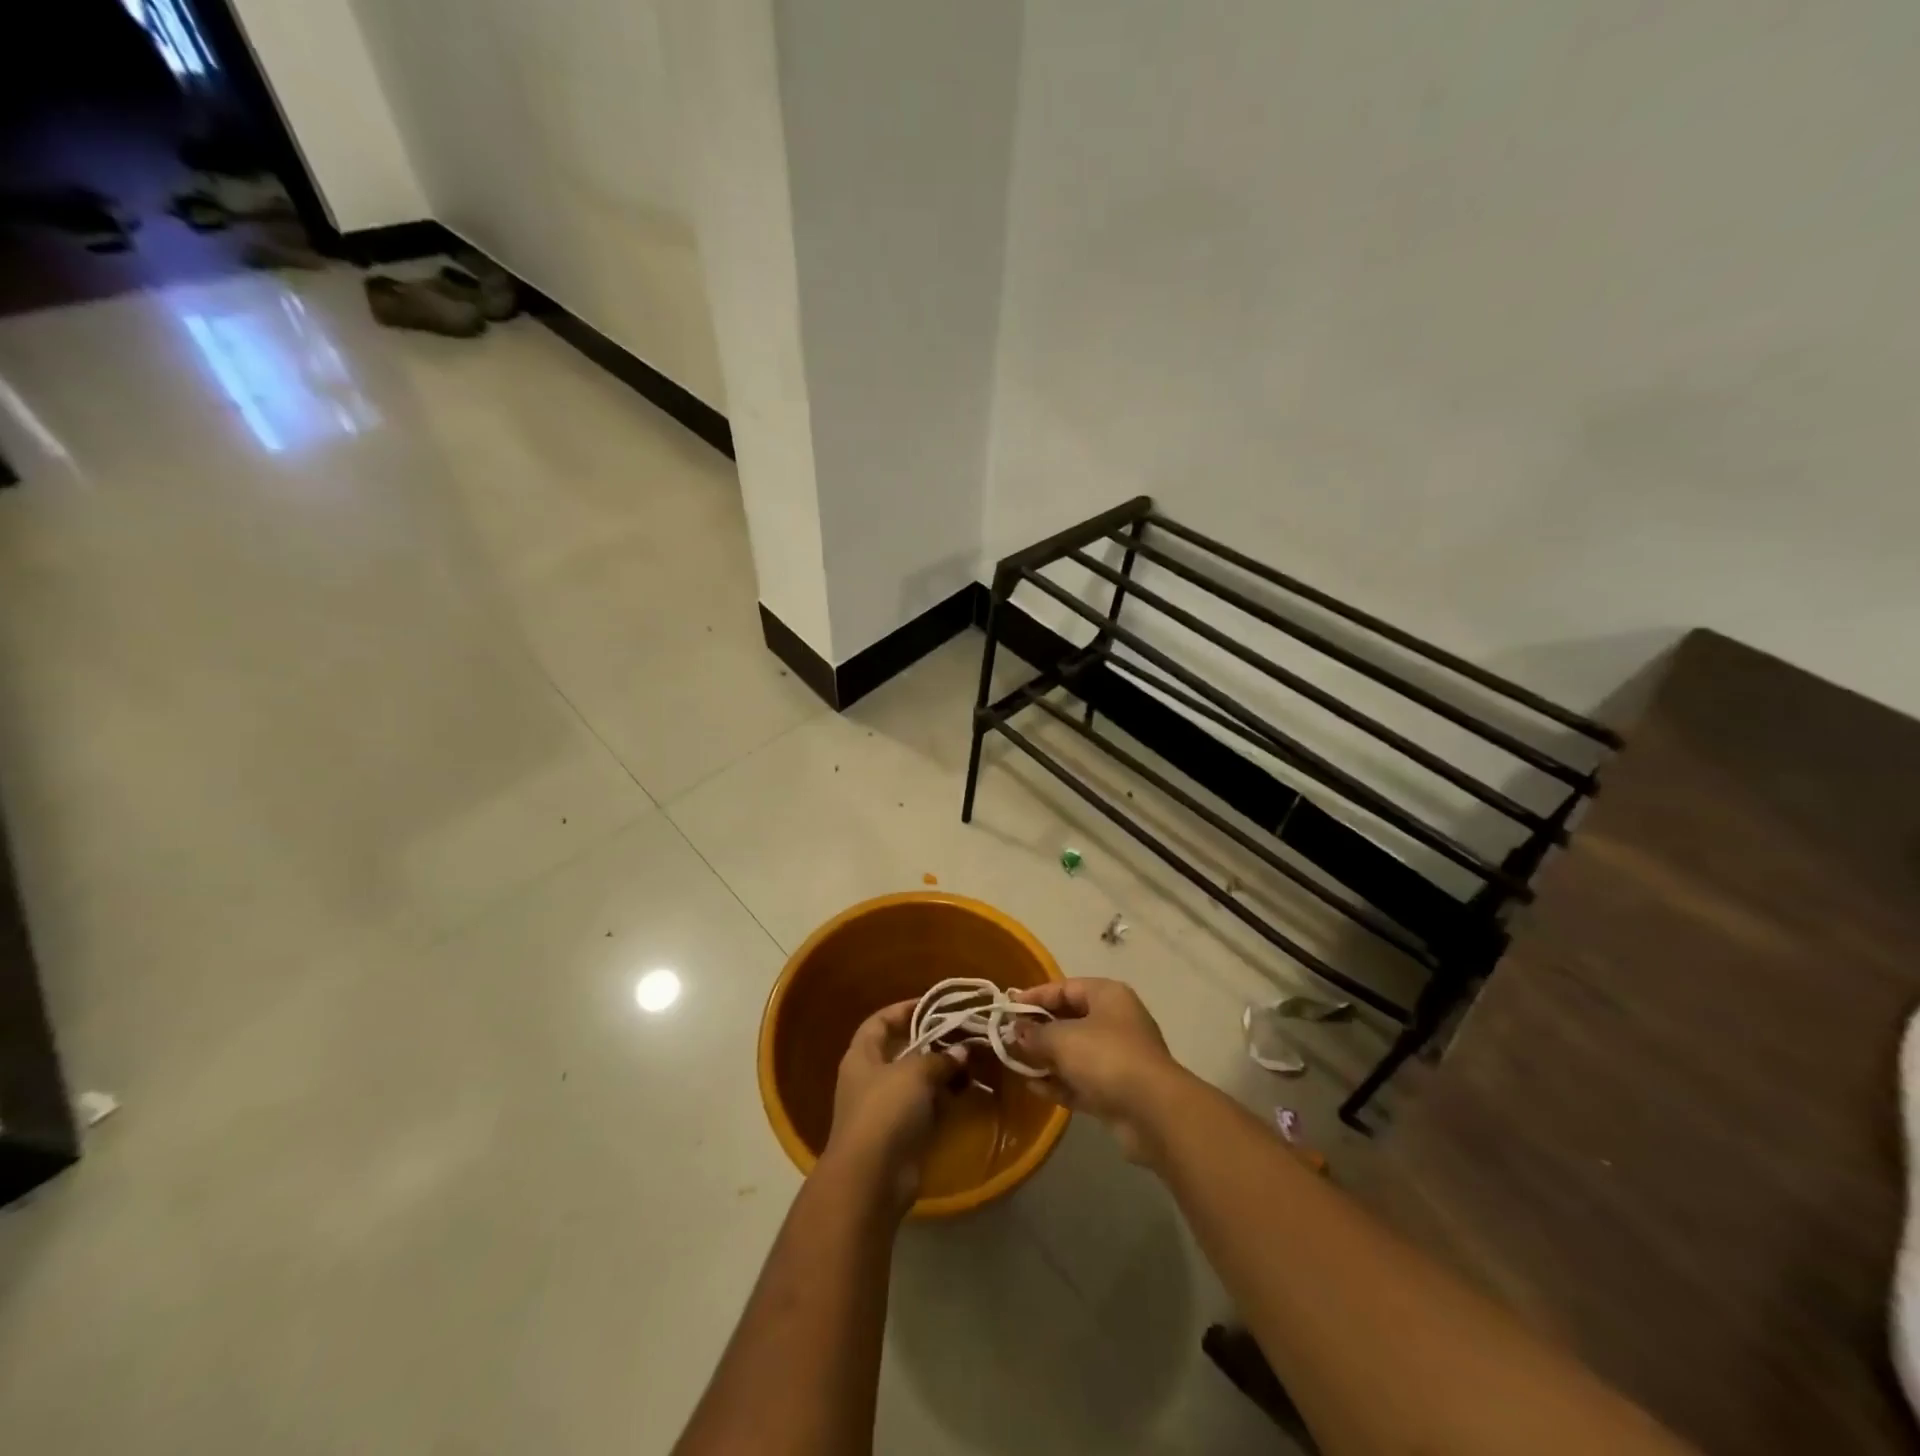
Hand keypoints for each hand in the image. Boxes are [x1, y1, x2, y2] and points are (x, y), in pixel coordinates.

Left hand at [824, 1000, 967, 1209]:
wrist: (871, 1179)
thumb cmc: (885, 1111)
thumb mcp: (915, 1073)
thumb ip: (940, 1058)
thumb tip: (962, 1051)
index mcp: (862, 1055)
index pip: (880, 1021)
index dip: (904, 1009)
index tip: (934, 1004)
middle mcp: (871, 1078)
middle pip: (902, 1050)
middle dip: (932, 1041)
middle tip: (963, 1032)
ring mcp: (885, 1108)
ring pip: (917, 1080)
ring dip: (942, 1071)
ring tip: (972, 1059)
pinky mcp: (902, 1134)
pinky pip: (926, 1107)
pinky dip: (944, 1098)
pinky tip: (967, 1090)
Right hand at [1010, 978, 1183, 1161]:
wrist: (1153, 1112)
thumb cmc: (1106, 1057)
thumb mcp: (1062, 1039)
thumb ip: (1035, 1034)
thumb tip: (1016, 1032)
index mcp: (1107, 996)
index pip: (1065, 988)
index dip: (1035, 996)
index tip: (1008, 1007)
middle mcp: (1114, 1021)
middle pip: (1069, 1019)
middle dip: (1038, 1029)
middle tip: (1008, 1038)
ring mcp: (1117, 1057)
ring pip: (1074, 1052)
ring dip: (1046, 1058)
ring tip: (1015, 1062)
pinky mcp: (1116, 1090)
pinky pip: (1081, 1080)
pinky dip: (1059, 1082)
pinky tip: (1033, 1087)